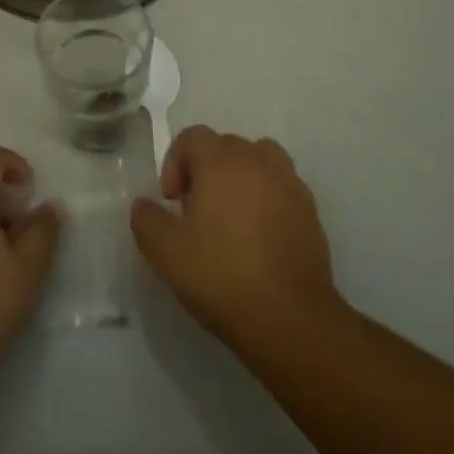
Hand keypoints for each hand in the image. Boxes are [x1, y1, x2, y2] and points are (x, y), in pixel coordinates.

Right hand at [130, 126, 339, 351]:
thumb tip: (143, 204)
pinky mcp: (310, 209)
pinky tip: (260, 235)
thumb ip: (147, 220)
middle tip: (197, 211)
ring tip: (232, 215)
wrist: (289, 317)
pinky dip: (267, 197)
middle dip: (206, 169)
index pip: (192, 137)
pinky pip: (281, 185)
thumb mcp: (166, 252)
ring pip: (259, 159)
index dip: (175, 163)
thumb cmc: (221, 276)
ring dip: (241, 176)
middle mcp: (256, 160)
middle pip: (225, 145)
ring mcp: (288, 182)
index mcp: (220, 161)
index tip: (172, 201)